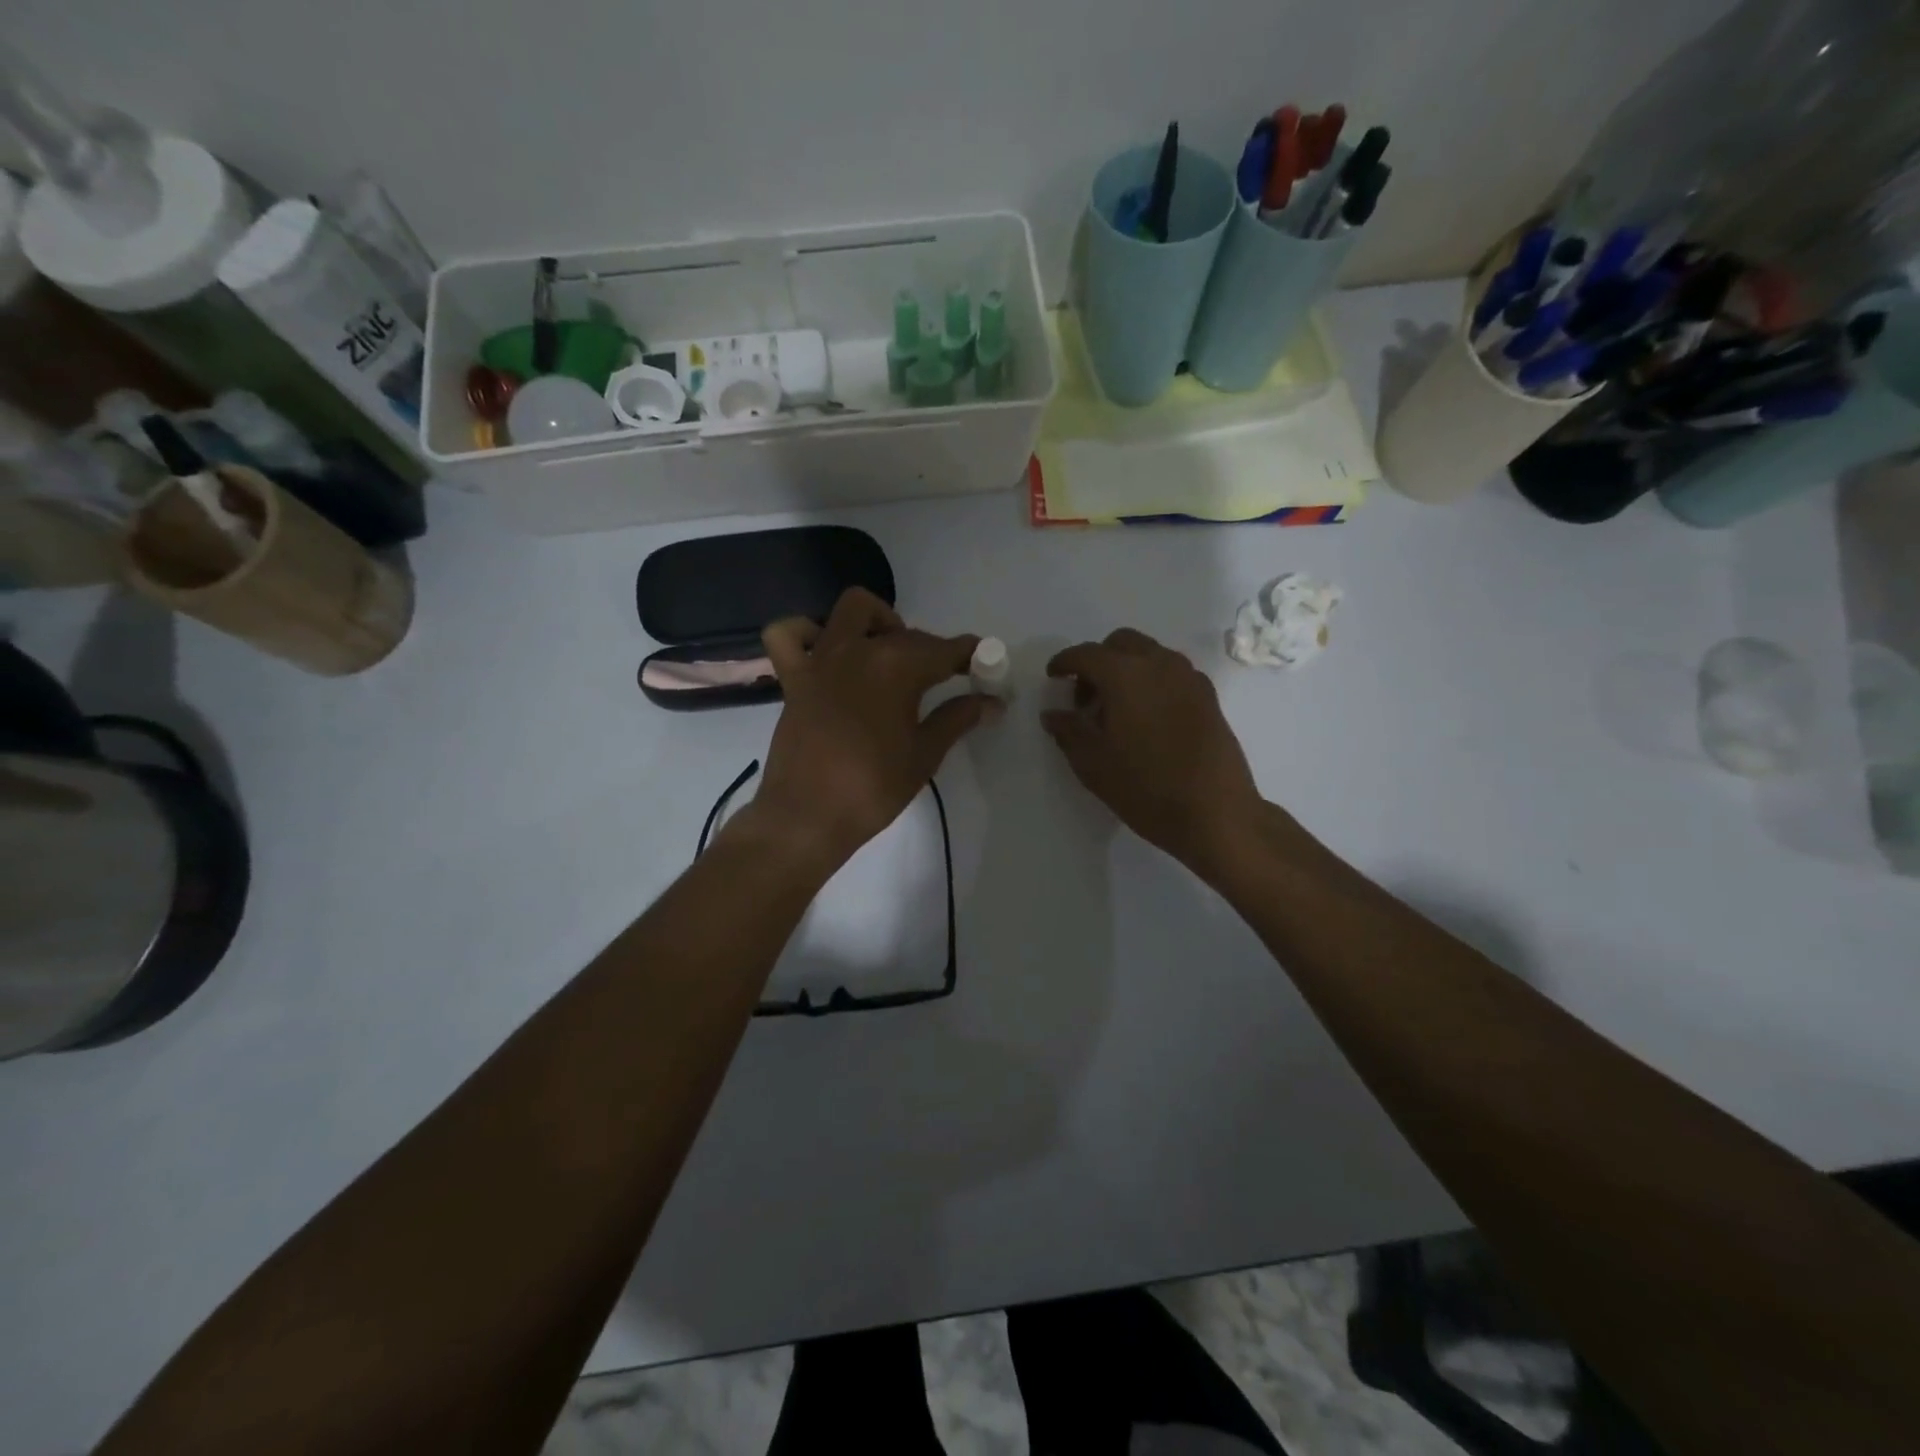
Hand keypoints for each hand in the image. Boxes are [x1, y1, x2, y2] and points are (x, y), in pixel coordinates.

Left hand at [742, 588, 996, 875]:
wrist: (808, 817)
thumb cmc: (873, 788)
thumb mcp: (924, 754)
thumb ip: (958, 718)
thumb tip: (992, 702)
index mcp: (897, 667)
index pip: (945, 649)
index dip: (969, 654)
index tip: (983, 664)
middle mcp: (859, 650)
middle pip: (907, 632)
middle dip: (931, 649)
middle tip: (944, 680)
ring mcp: (821, 659)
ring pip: (853, 610)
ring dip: (878, 622)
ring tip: (889, 656)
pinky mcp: (794, 676)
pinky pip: (789, 635)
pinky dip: (807, 633)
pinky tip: (827, 653)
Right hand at [1043, 629, 1266, 878]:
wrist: (1216, 813)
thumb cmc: (1146, 787)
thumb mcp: (1093, 764)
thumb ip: (1068, 731)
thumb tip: (1053, 713)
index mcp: (1126, 675)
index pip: (1087, 654)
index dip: (1065, 662)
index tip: (1053, 676)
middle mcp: (1159, 664)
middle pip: (1121, 643)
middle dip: (1098, 661)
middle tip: (1086, 698)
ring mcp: (1189, 678)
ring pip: (1150, 654)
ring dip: (1127, 668)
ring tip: (1116, 710)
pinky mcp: (1208, 697)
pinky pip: (1171, 673)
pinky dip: (1151, 681)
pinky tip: (1146, 718)